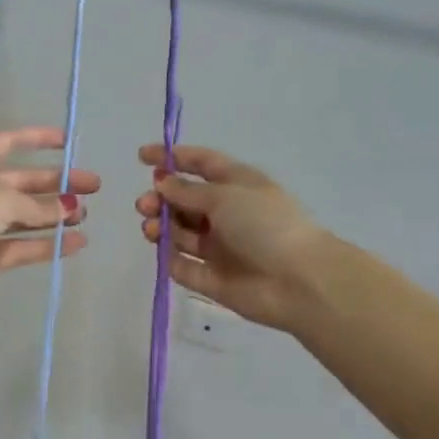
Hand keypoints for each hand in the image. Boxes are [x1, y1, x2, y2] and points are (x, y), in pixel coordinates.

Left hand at [0, 128, 99, 307]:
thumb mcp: (4, 198)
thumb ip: (39, 205)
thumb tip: (69, 208)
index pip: (9, 142)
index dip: (37, 139)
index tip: (68, 142)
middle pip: (23, 183)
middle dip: (57, 185)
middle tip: (92, 187)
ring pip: (24, 216)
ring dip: (54, 216)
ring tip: (85, 216)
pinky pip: (21, 246)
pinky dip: (46, 244)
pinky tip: (76, 243)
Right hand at [135, 144, 327, 331]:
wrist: (297, 281)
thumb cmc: (265, 225)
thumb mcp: (225, 196)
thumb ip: (188, 191)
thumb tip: (162, 182)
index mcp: (237, 185)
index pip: (201, 164)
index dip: (172, 158)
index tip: (142, 156)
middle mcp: (227, 214)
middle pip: (185, 201)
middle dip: (161, 198)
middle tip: (145, 204)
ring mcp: (219, 247)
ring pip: (180, 232)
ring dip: (161, 226)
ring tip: (152, 228)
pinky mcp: (211, 278)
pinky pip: (183, 265)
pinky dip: (171, 258)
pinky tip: (166, 252)